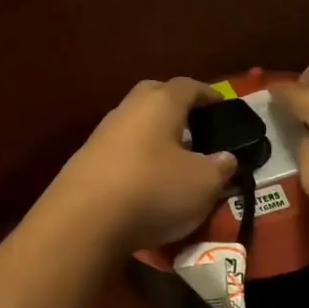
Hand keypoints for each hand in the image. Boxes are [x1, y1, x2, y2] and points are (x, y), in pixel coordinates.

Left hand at [45, 78, 238, 251]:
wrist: (82, 221)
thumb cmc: (153, 190)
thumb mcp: (203, 183)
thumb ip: (219, 168)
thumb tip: (225, 158)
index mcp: (160, 103)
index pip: (188, 86)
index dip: (208, 94)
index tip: (222, 106)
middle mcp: (128, 109)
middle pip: (154, 96)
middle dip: (176, 108)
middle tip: (196, 128)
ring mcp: (102, 135)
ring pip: (135, 124)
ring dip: (154, 137)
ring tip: (174, 161)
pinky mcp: (85, 162)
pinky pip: (120, 151)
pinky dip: (137, 160)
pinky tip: (146, 183)